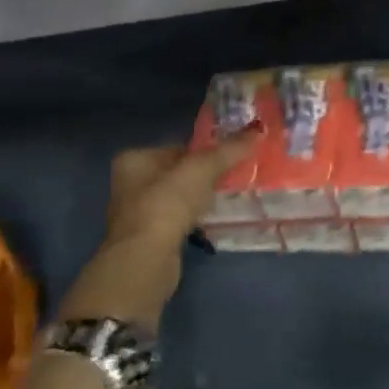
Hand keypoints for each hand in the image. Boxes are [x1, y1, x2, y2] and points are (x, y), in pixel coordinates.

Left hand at [58, 132, 259, 329]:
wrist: (146, 259)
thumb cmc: (168, 204)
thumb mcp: (203, 169)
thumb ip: (230, 149)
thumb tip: (259, 129)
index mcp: (134, 159)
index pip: (178, 148)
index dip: (206, 152)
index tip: (231, 158)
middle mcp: (129, 183)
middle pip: (178, 172)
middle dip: (205, 176)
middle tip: (234, 177)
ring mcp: (137, 213)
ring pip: (178, 198)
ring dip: (200, 199)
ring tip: (226, 199)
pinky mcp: (148, 238)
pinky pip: (178, 220)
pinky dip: (194, 219)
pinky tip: (211, 221)